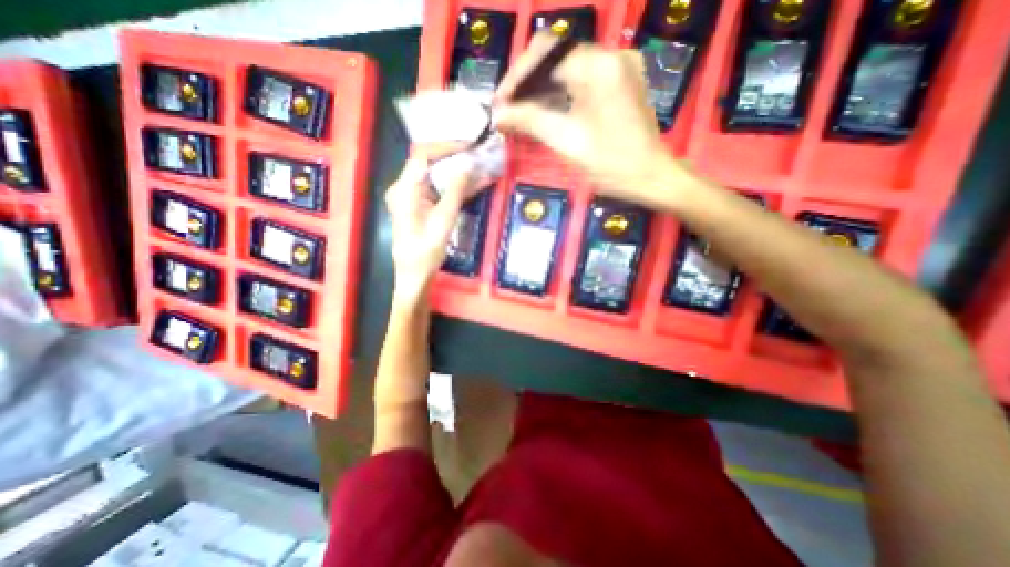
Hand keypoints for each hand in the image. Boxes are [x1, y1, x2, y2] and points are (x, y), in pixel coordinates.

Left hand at [386, 148, 481, 302]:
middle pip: (430, 165)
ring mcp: (413, 198)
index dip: (447, 147)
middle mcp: (405, 188)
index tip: (470, 146)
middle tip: (479, 156)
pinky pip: (439, 191)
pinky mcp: (421, 207)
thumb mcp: (444, 220)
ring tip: (482, 169)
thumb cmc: (426, 251)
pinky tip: (474, 185)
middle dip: (456, 159)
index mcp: (405, 189)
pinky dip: (455, 188)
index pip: (424, 156)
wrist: (415, 276)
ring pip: (437, 177)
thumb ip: (455, 190)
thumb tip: (468, 165)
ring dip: (459, 174)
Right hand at [495, 31, 681, 200]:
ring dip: (540, 90)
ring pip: (566, 68)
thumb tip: (498, 115)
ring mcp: (617, 67)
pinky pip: (580, 79)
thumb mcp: (568, 142)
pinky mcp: (619, 82)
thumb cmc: (612, 165)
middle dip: (526, 84)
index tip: (500, 105)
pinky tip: (544, 112)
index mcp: (599, 66)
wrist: (651, 178)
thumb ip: (531, 121)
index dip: (516, 78)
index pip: (545, 54)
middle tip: (507, 111)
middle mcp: (610, 55)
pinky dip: (558, 94)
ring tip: (520, 115)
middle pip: (555, 56)